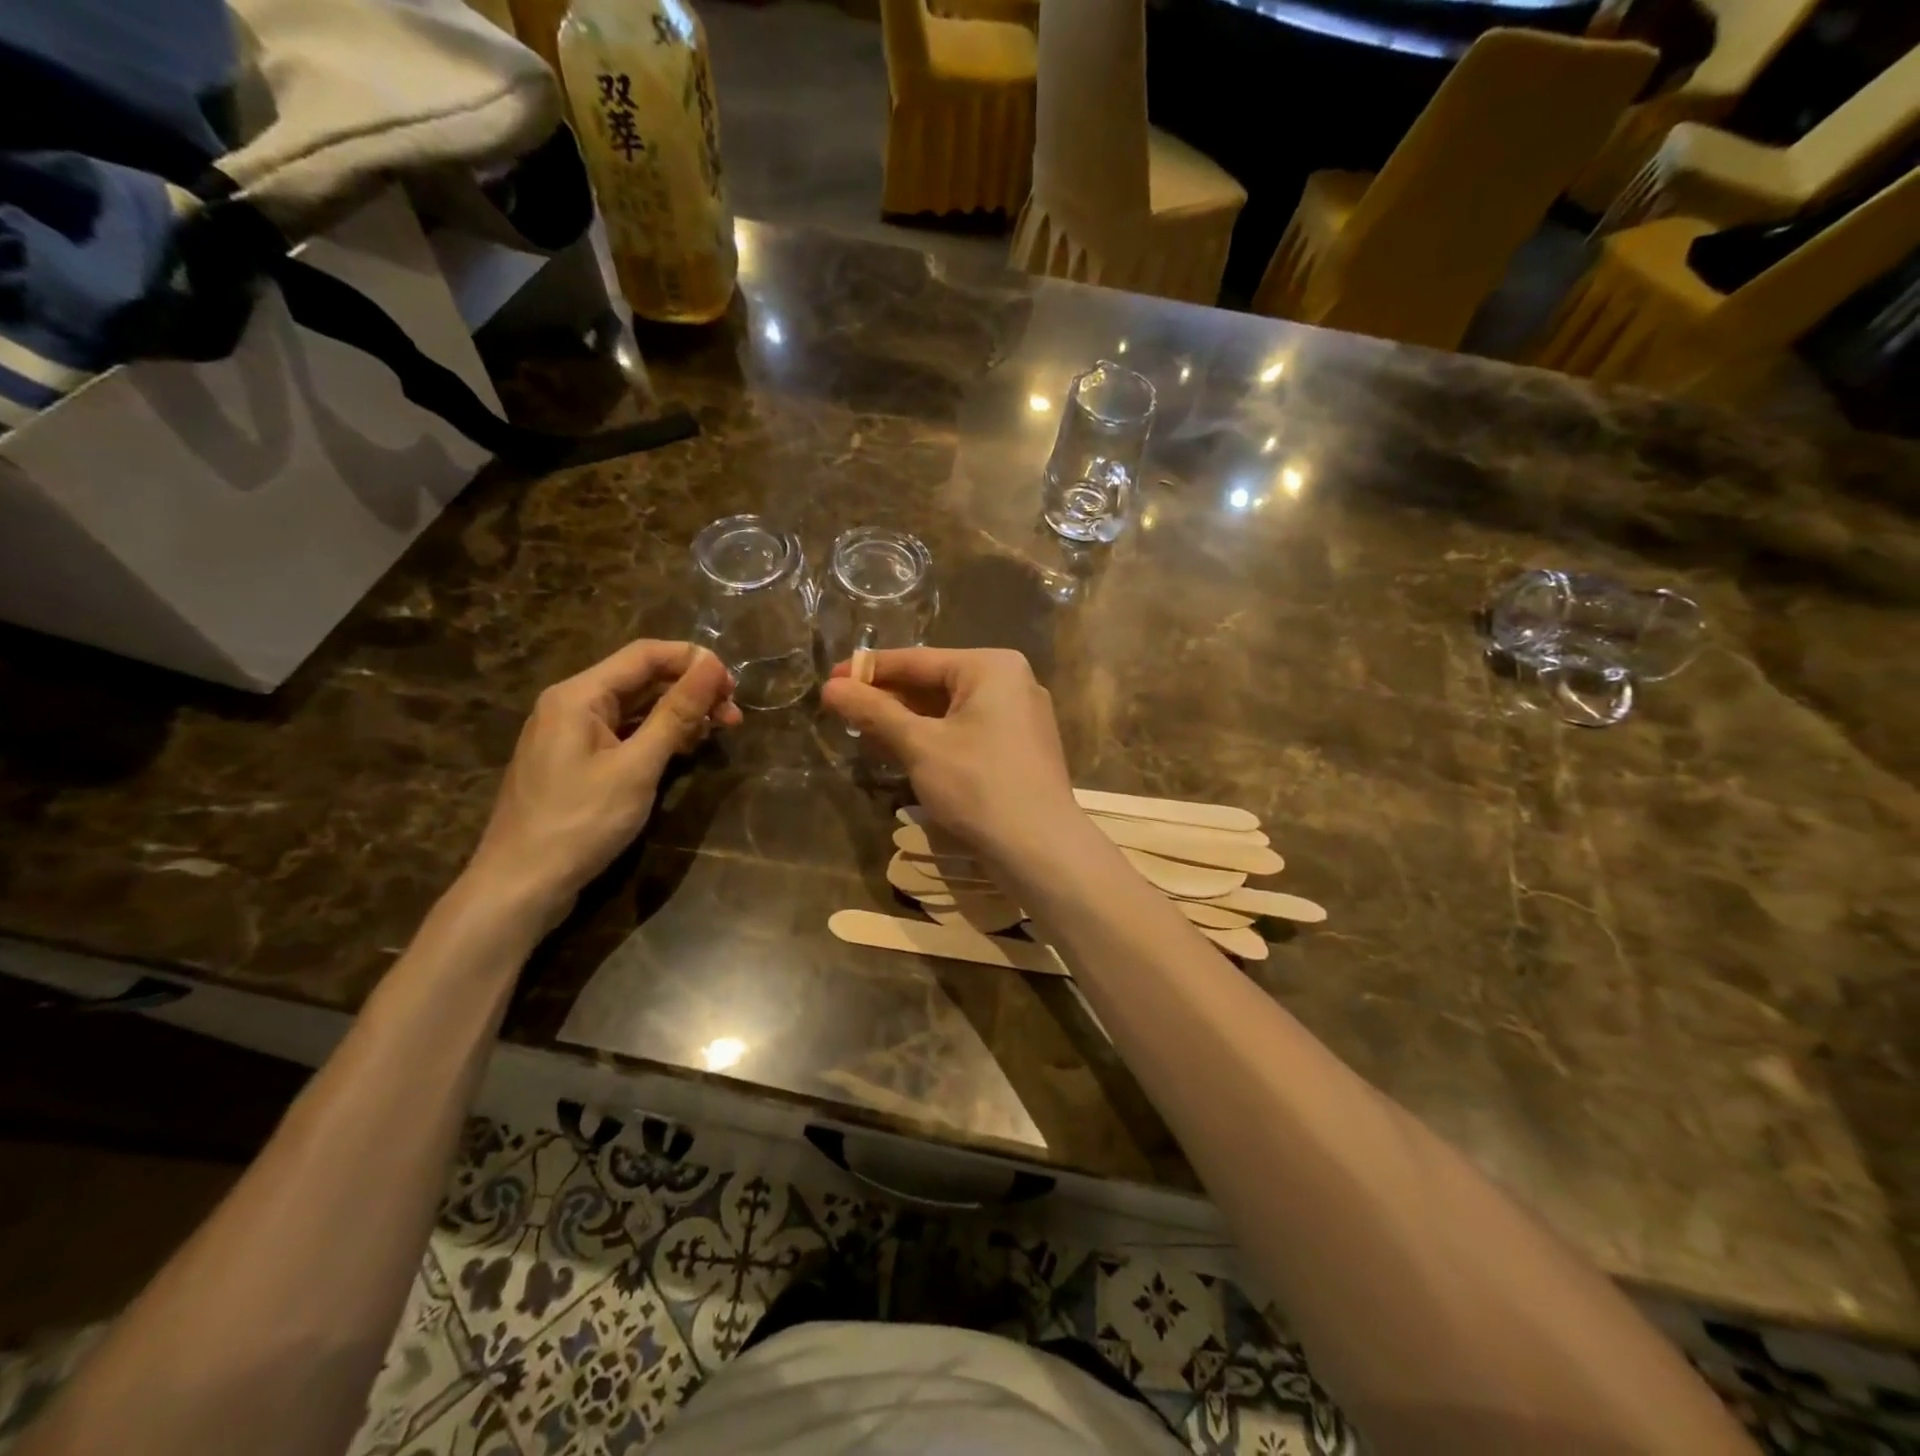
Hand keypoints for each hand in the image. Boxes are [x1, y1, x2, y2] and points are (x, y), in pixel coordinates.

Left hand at [466, 640, 740, 924]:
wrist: (521, 885)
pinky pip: (625, 734)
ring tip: (718, 733)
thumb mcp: (637, 766)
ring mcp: (572, 734)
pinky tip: (685, 750)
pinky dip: (658, 736)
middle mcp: (572, 704)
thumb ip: (676, 713)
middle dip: (691, 691)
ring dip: (679, 715)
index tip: (733, 685)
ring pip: (636, 708)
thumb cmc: (581, 822)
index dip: (693, 661)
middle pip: (641, 679)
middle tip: (734, 716)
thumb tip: (712, 665)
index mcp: (579, 695)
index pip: (645, 654)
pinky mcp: (577, 761)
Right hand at [820, 648, 1078, 856]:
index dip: (869, 670)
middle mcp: (1011, 682)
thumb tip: (831, 687)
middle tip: (842, 710)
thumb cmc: (978, 786)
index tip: (830, 678)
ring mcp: (1018, 717)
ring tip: (862, 731)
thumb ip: (874, 712)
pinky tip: (899, 751)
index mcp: (992, 667)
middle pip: (935, 683)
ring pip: (949, 711)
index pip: (918, 660)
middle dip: (888, 699)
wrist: (1040, 849)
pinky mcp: (1018, 748)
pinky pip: (966, 732)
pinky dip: (932, 739)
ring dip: (906, 722)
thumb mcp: (919, 745)